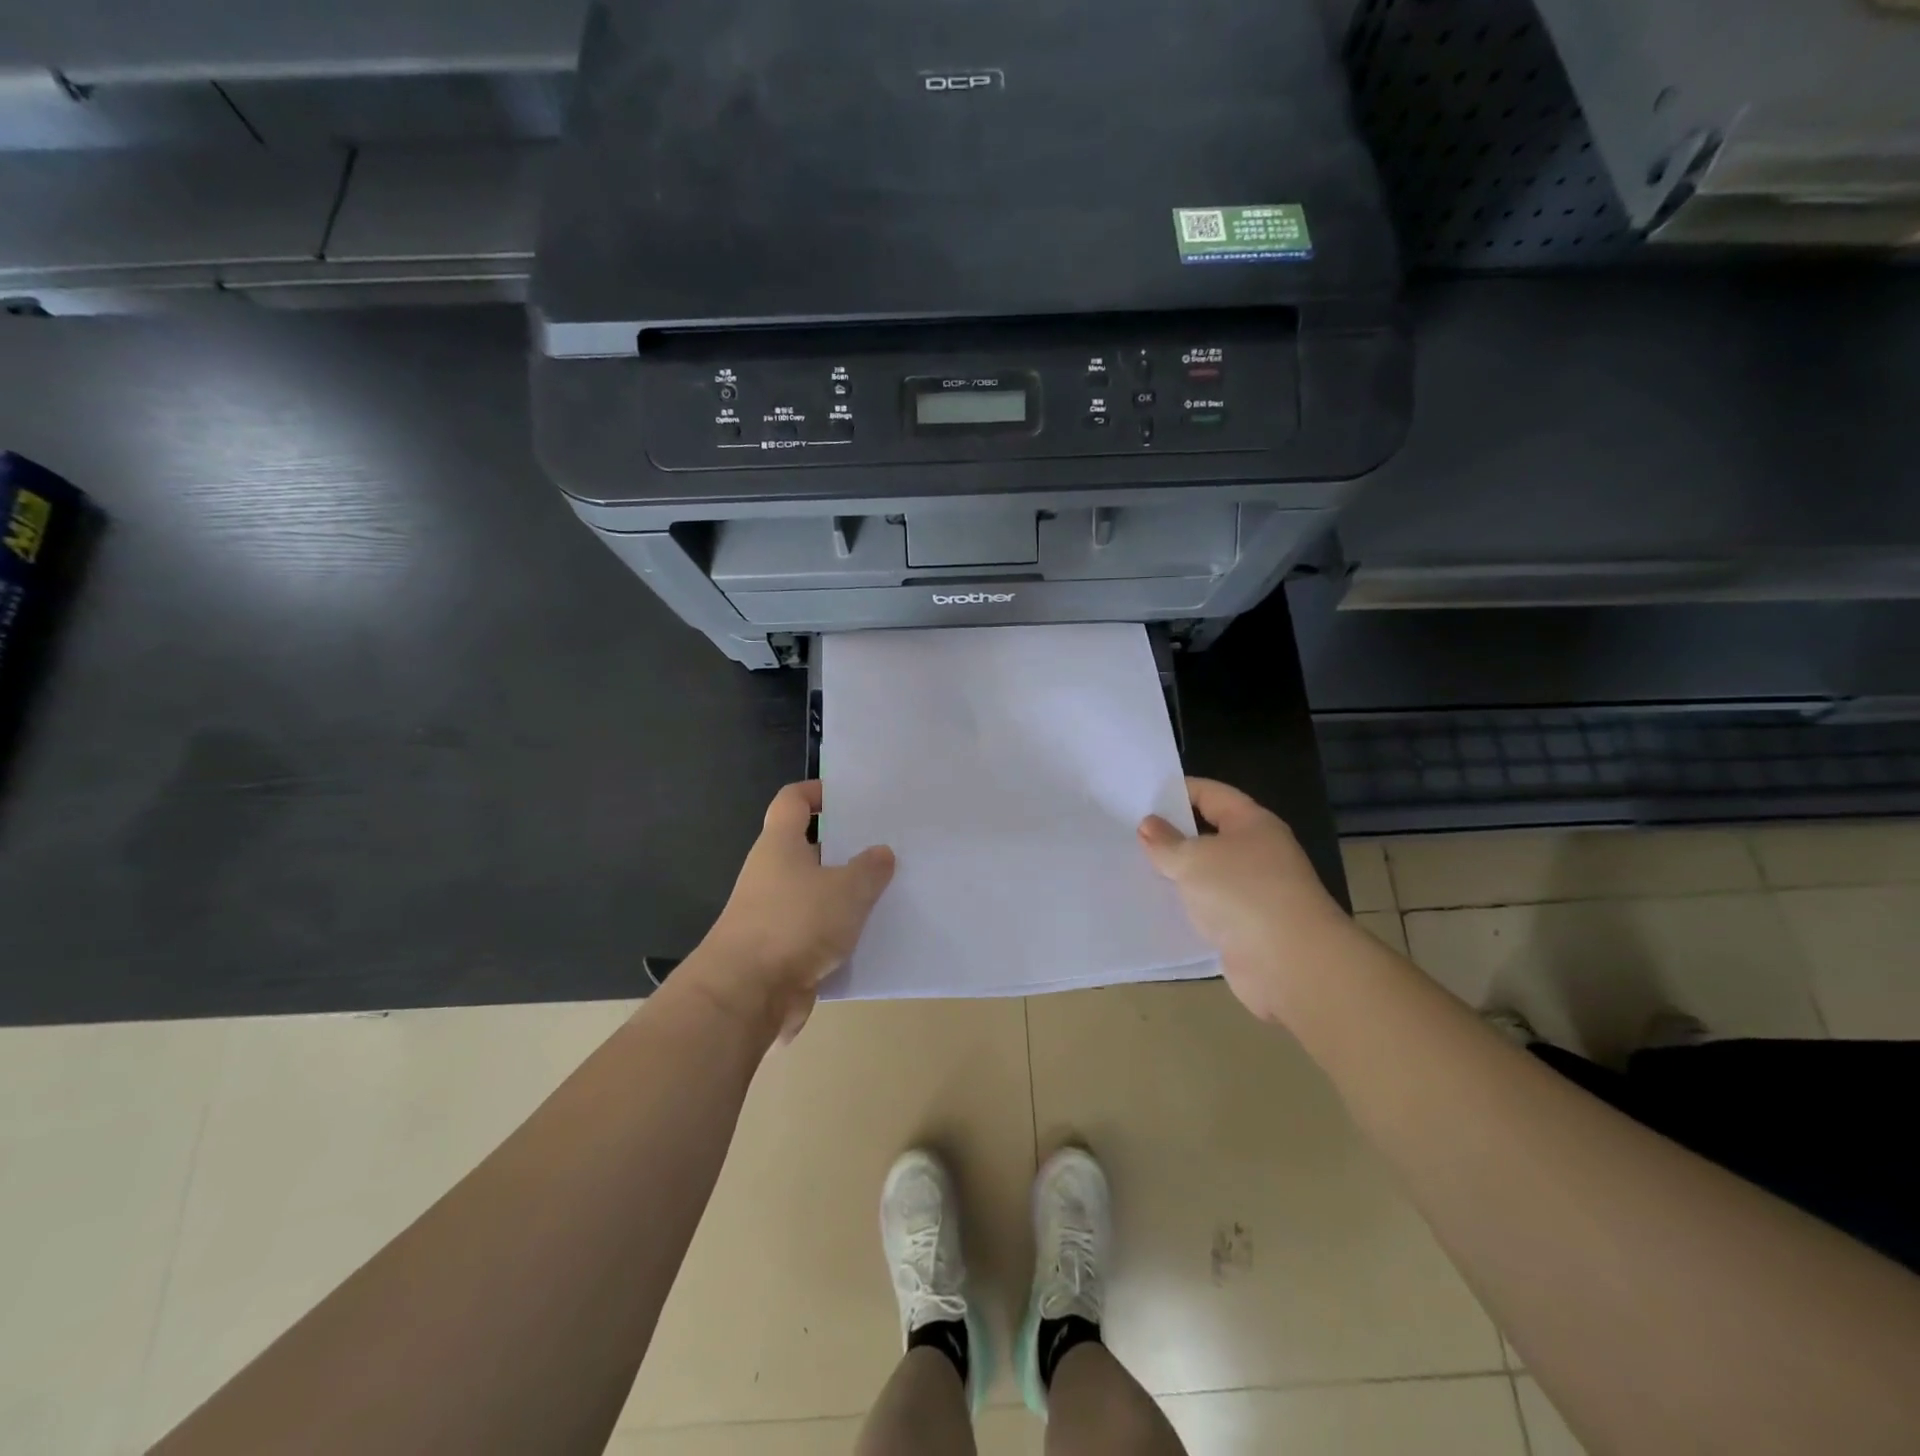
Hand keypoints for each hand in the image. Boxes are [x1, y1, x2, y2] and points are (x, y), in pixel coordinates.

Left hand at [693, 781, 895, 1041]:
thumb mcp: (846, 890)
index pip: (793, 800)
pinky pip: (817, 930)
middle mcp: (772, 873)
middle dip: (845, 846)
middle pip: (809, 847)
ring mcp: (774, 913)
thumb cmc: (794, 923)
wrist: (746, 994)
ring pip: (816, 891)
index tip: (852, 796)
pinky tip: (873, 934)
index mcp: (780, 844)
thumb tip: (881, 853)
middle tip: (887, 844)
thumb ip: (869, 869)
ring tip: (890, 888)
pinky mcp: (781, 949)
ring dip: (847, 893)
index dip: (819, 791)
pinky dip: (841, 931)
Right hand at [1138, 777, 1354, 1023]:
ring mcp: (1254, 891)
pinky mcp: (1247, 927)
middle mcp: (1258, 853)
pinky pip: (1209, 908)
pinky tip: (1155, 907)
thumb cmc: (1243, 893)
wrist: (1290, 964)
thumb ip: (1166, 842)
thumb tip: (1149, 825)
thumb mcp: (1193, 859)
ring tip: (1133, 869)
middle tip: (1129, 833)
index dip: (1177, 791)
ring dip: (1177, 874)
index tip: (1141, 796)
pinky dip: (1186, 907)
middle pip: (1209, 834)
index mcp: (1252, 823)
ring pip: (1207, 874)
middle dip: (1172, 835)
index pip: (1211, 794)